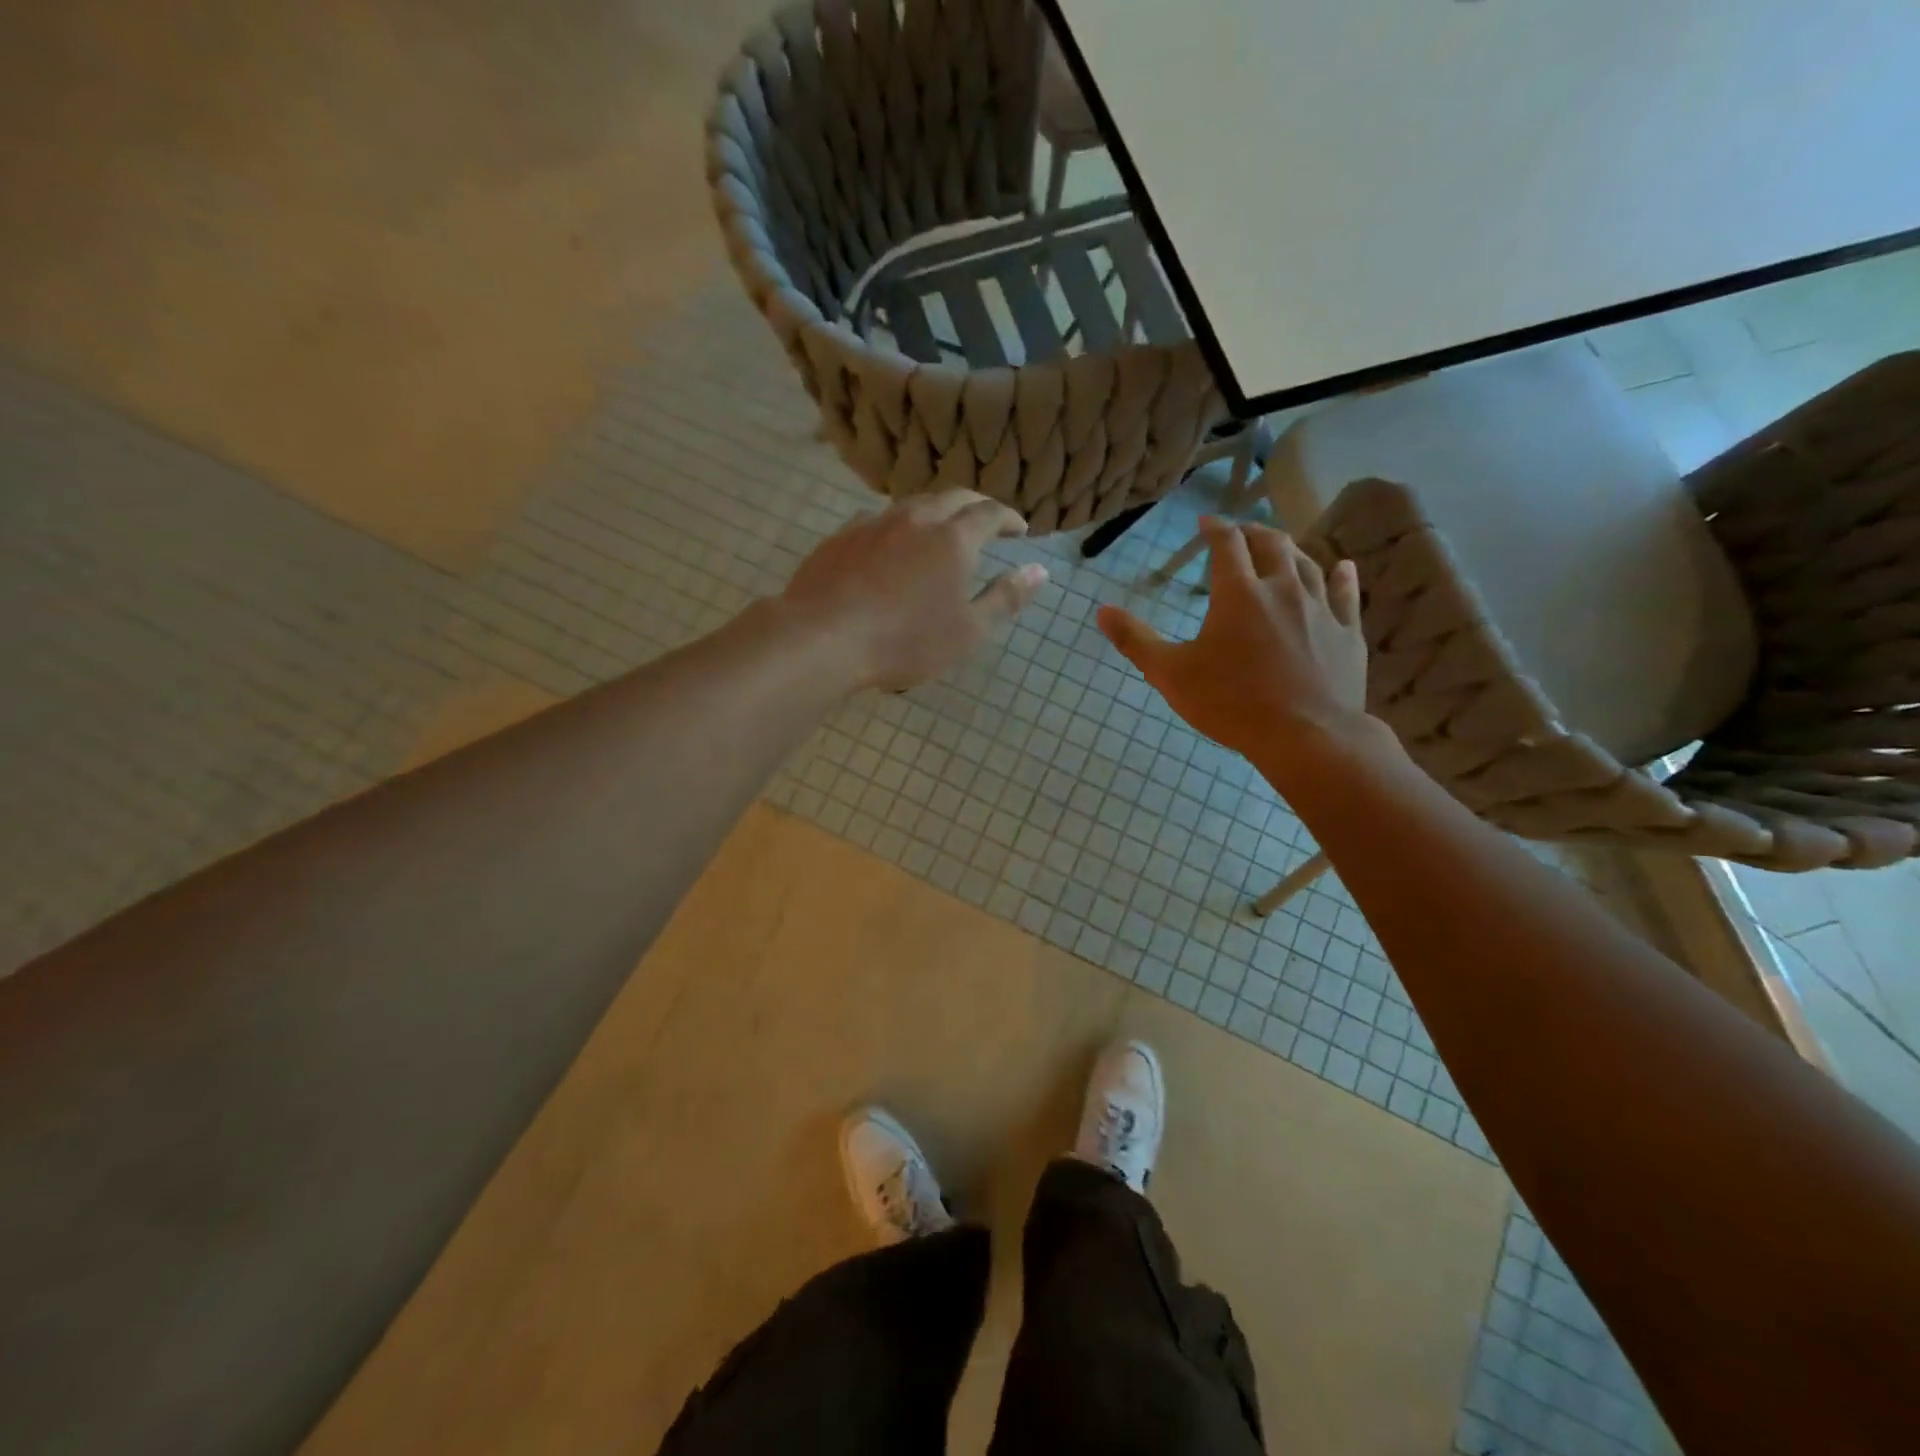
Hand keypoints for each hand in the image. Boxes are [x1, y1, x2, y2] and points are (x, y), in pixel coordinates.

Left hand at [782, 490, 1048, 690]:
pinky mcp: (841, 537)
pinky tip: (891, 547)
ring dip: (935, 512)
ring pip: (913, 505)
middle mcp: (915, 518)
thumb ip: (1006, 598)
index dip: (1009, 518)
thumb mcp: (969, 631)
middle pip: (953, 497)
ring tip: (941, 530)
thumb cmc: (906, 641)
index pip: (990, 513)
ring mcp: (873, 523)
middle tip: (986, 521)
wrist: (823, 638)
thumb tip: (1039, 571)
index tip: (1019, 530)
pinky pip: (878, 521)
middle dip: (976, 506)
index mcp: (953, 538)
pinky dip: (897, 527)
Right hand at [1097, 518, 1369, 771]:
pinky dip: (1342, 576)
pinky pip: (1346, 594)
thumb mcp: (1170, 675)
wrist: (1307, 736)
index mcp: (1238, 594)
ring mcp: (1319, 609)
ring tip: (1279, 546)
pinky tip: (1343, 566)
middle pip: (1270, 544)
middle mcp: (1281, 589)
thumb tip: (1102, 611)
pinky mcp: (1346, 632)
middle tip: (1240, 532)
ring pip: (1307, 564)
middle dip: (1252, 532)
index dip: (1214, 529)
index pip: (1226, 545)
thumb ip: (1135, 641)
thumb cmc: (1231, 704)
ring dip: (1290, 549)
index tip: (1205, 523)